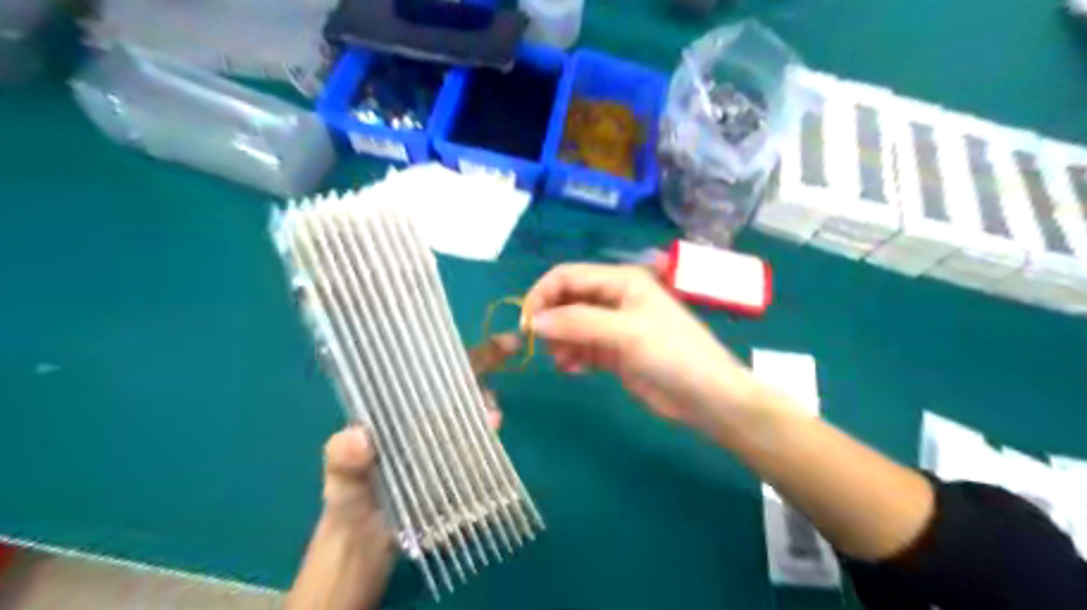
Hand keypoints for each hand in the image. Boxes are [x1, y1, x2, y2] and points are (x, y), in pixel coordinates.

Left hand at [289, 336, 516, 609]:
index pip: (432, 367)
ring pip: (474, 411)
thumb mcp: (339, 477)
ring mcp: (444, 437)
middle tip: (488, 401)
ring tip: (490, 422)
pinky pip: (479, 442)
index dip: (466, 352)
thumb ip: (342, 458)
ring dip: (487, 411)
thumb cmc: (349, 499)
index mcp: (399, 404)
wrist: (365, 542)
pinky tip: (492, 439)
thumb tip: (360, 436)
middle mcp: (426, 413)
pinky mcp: (457, 460)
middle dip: (482, 381)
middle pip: (463, 385)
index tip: (505, 342)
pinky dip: (488, 438)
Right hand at [524, 262, 757, 427]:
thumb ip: (578, 323)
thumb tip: (534, 321)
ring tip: (562, 360)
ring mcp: (613, 327)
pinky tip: (572, 370)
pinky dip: (572, 356)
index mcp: (620, 282)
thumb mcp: (625, 333)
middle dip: (550, 319)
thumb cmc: (672, 354)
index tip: (526, 322)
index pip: (568, 276)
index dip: (543, 294)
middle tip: (540, 344)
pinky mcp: (613, 353)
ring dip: (559, 340)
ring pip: (571, 326)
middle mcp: (614, 299)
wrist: (707, 397)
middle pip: (567, 300)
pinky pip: (582, 348)